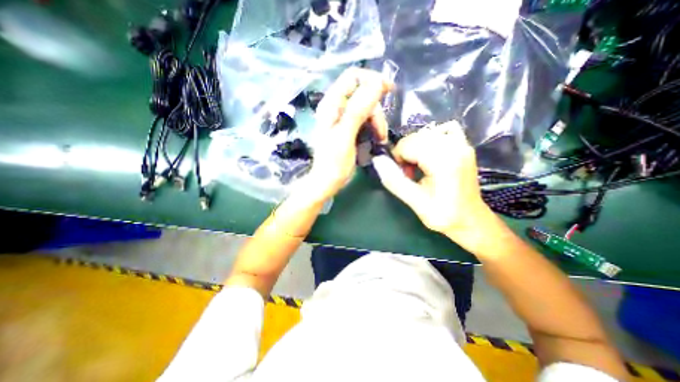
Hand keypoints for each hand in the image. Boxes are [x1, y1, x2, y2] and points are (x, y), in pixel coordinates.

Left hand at [299, 68, 393, 202]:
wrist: (327, 182)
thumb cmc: (334, 163)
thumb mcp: (345, 136)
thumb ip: (358, 110)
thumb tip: (377, 83)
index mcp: (331, 104)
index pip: (353, 77)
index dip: (372, 79)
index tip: (389, 90)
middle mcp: (336, 107)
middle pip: (363, 94)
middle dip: (376, 111)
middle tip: (381, 132)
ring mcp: (343, 118)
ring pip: (367, 108)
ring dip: (377, 122)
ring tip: (380, 139)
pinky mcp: (349, 128)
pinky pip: (366, 120)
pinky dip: (374, 127)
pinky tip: (377, 139)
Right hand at [374, 122, 497, 251]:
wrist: (471, 219)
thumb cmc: (443, 215)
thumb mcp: (415, 202)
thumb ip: (394, 181)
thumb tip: (377, 160)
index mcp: (443, 161)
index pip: (407, 145)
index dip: (397, 159)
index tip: (402, 176)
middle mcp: (454, 146)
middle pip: (415, 137)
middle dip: (405, 154)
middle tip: (408, 174)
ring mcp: (461, 144)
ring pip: (425, 133)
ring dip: (415, 147)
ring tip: (418, 166)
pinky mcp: (464, 145)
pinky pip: (443, 130)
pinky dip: (431, 139)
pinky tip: (430, 153)